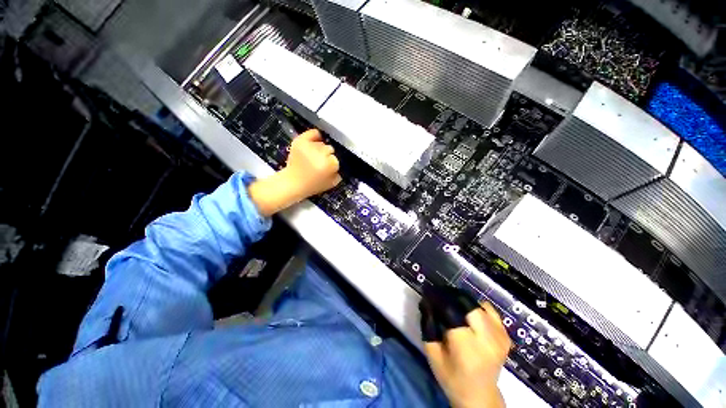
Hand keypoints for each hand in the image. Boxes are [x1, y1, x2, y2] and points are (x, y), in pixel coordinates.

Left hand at [248, 129, 340, 216]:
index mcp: (328, 165)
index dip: (332, 165)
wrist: (292, 182)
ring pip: (322, 143)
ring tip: (314, 157)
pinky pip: (313, 132)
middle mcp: (320, 154)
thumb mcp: (330, 184)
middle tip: (320, 163)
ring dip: (320, 150)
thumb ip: (338, 174)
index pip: (336, 160)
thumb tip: (338, 167)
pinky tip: (315, 141)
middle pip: (330, 149)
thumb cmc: (312, 185)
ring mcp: (309, 147)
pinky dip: (315, 136)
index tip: (327, 170)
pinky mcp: (300, 142)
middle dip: (327, 157)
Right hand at [420, 289, 511, 407]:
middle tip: (440, 297)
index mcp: (466, 346)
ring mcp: (499, 336)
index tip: (428, 293)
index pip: (451, 310)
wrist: (480, 397)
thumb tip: (426, 302)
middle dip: (451, 296)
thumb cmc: (452, 377)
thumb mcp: (433, 354)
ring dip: (462, 300)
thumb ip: (428, 326)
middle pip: (467, 303)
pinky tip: (468, 313)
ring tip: (452, 305)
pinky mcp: (505, 335)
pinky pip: (490, 310)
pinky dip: (477, 307)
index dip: (438, 298)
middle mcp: (487, 339)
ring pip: (478, 304)